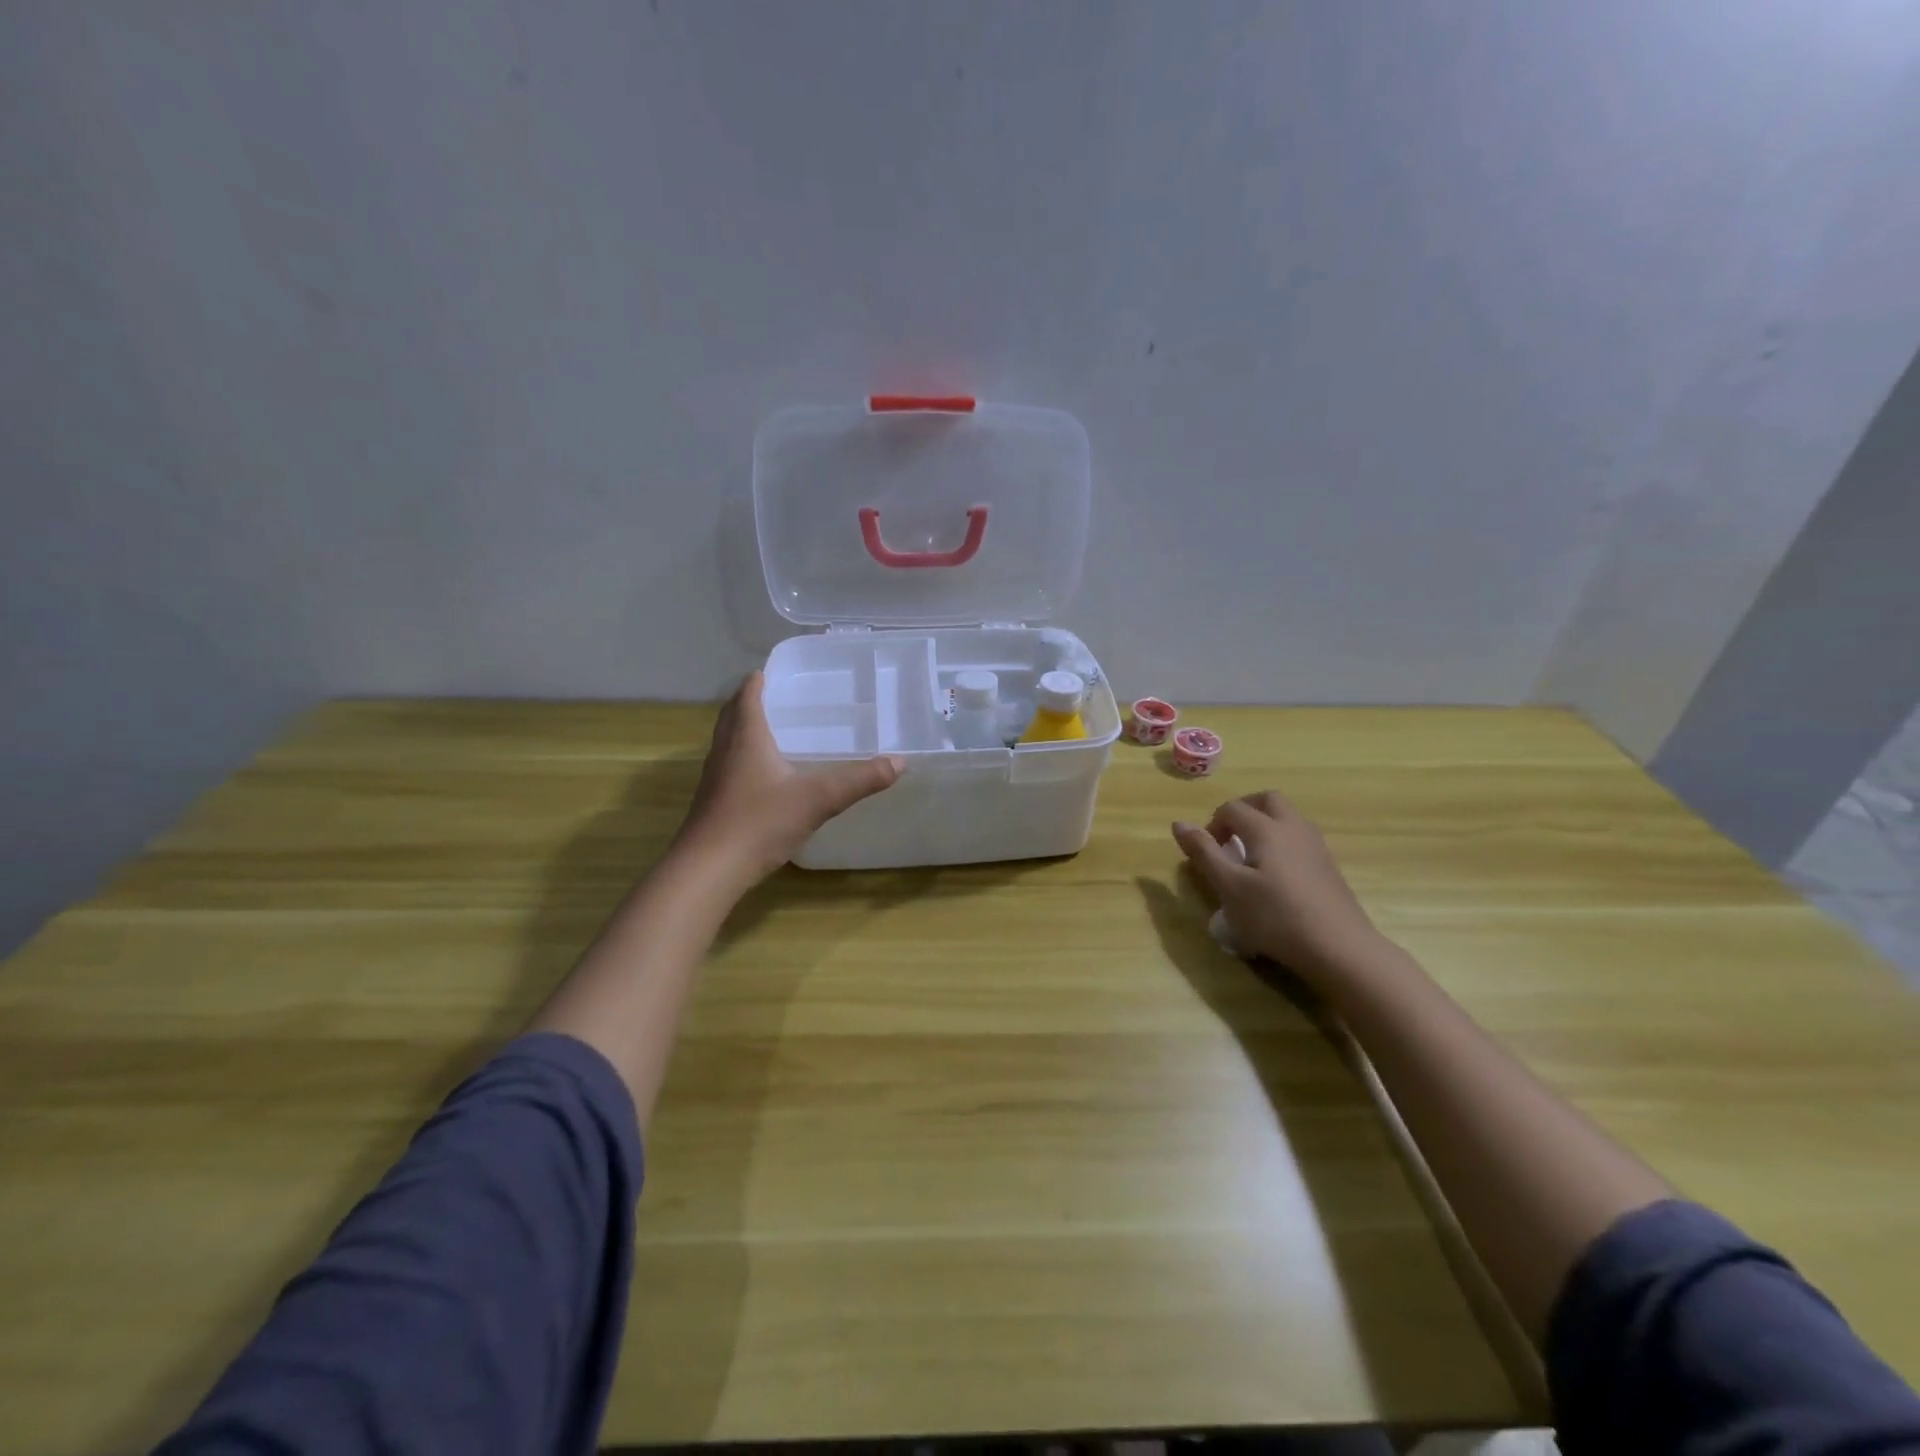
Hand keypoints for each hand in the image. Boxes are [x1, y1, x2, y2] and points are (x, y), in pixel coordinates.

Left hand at [675, 673, 903, 886]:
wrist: (709, 869)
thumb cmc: (760, 822)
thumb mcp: (818, 799)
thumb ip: (859, 780)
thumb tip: (899, 762)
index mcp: (747, 737)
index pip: (748, 695)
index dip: (759, 680)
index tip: (774, 671)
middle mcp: (726, 749)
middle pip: (732, 713)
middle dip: (750, 700)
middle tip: (777, 695)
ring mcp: (715, 776)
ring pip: (728, 739)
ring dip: (744, 727)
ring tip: (773, 729)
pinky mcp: (713, 801)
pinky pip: (728, 764)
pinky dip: (743, 755)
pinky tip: (764, 775)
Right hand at [1173, 790, 1381, 980]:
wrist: (1339, 947)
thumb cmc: (1275, 916)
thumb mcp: (1229, 887)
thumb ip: (1204, 853)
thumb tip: (1178, 824)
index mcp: (1266, 828)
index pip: (1232, 808)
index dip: (1213, 824)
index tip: (1206, 853)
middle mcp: (1293, 828)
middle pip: (1267, 800)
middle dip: (1243, 811)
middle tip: (1229, 838)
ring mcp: (1316, 845)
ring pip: (1288, 817)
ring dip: (1264, 825)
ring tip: (1250, 857)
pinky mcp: (1328, 866)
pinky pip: (1300, 838)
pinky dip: (1281, 842)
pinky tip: (1275, 876)